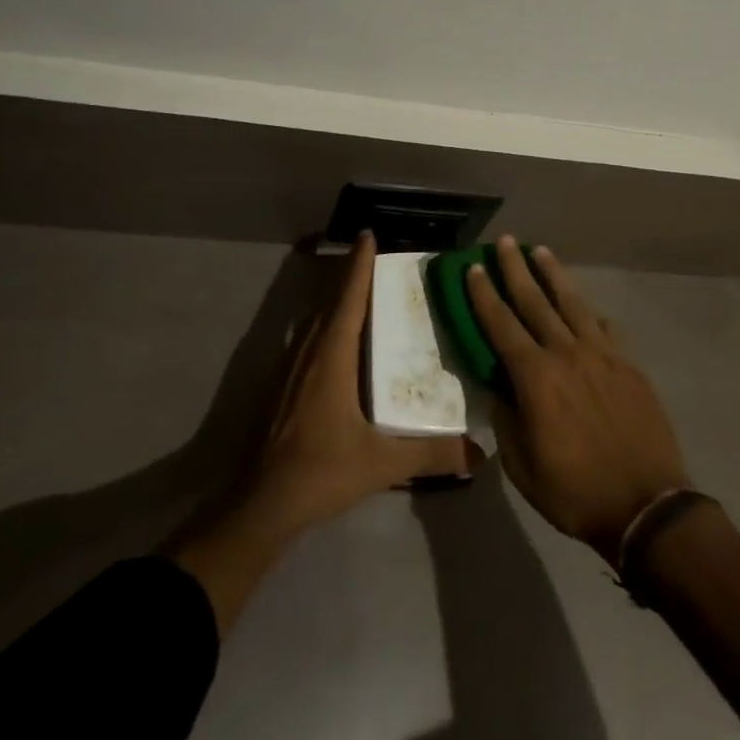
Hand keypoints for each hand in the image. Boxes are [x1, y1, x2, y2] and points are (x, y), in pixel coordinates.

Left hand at [171, 234, 475, 632]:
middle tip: (375, 262)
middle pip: (330, 302)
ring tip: (360, 295)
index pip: (349, 299)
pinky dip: (324, 326)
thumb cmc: (321, 471)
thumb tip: (478, 452)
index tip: (368, 235)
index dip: (358, 265)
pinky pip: (306, 340)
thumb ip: (431, 454)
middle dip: (350, 278)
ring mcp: (289, 369)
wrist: (261, 503)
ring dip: (335, 301)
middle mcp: (308, 353)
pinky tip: (336, 343)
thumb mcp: (382, 463)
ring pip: (314, 321)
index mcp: (331, 357)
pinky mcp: (280, 387)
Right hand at [468, 237, 691, 564]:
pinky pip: (606, 329)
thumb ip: (507, 418)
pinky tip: (588, 308)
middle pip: (535, 301)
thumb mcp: (522, 465)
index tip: (474, 268)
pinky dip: (592, 314)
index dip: (484, 295)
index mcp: (535, 377)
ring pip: (573, 304)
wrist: (647, 506)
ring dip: (554, 275)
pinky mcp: (629, 365)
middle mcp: (567, 354)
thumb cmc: (574, 491)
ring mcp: (602, 356)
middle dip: (516, 269)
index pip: (501, 325)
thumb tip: (501, 386)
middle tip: (505, 241)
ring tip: (541, 251)